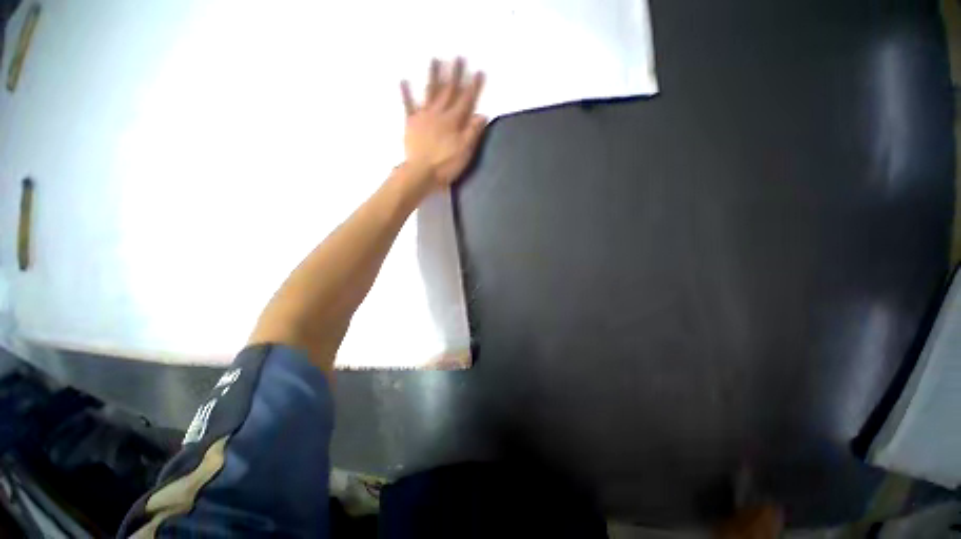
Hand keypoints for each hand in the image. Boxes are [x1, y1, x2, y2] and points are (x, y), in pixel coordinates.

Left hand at [400, 58, 486, 186]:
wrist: (421, 173)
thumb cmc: (445, 164)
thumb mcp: (464, 151)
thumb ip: (472, 132)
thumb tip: (482, 115)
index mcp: (453, 121)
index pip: (466, 100)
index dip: (473, 86)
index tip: (479, 71)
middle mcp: (439, 113)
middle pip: (449, 91)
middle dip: (455, 74)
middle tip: (459, 57)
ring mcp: (423, 116)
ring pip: (430, 92)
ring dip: (433, 76)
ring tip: (435, 59)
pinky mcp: (411, 123)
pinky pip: (408, 105)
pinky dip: (406, 93)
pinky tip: (404, 80)